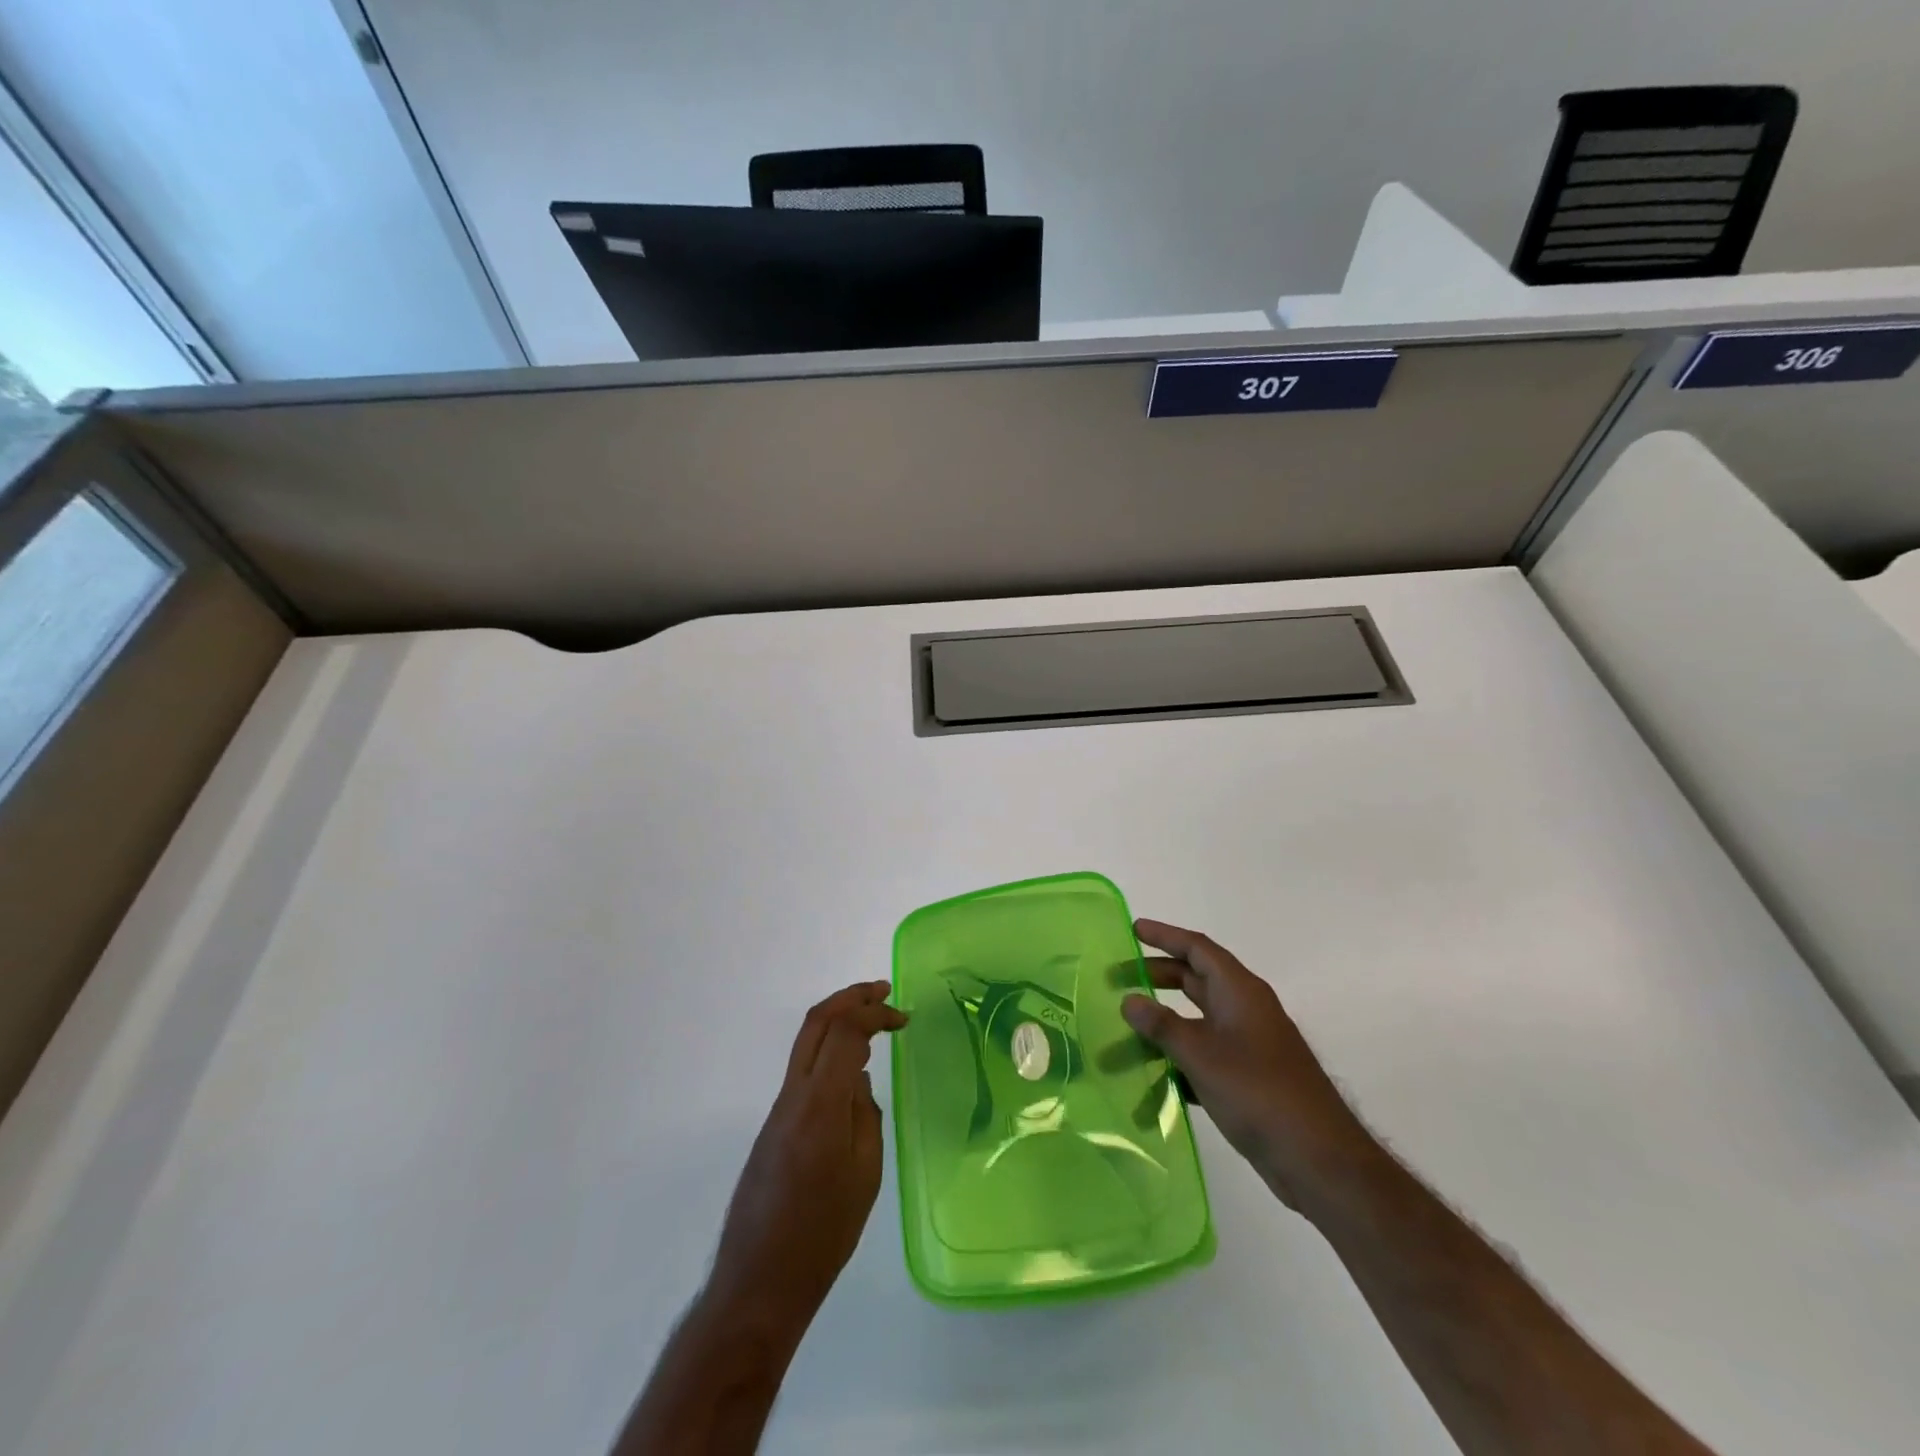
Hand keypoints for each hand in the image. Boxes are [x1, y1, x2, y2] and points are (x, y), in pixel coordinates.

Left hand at [705, 981, 907, 1329]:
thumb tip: (859, 1082)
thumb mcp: (865, 1176)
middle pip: (817, 1022)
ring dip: (839, 1020)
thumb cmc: (822, 1235)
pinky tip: (853, 1070)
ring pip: (806, 1042)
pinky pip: (804, 1070)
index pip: (844, 1032)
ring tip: (874, 1020)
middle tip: (884, 991)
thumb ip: (866, 1117)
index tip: (903, 1018)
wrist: (758, 1282)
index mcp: (819, 1105)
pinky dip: (830, 1051)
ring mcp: (779, 1109)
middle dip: (851, 997)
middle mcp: (793, 1095)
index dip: (874, 1013)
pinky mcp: (774, 1126)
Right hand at [1121, 919, 1372, 1210]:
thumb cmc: (1259, 1093)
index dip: (1165, 936)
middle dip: (1158, 975)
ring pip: (1198, 1019)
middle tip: (1120, 978)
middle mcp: (1246, 1010)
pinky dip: (1179, 1056)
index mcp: (1240, 992)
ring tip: (1128, 1025)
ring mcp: (1249, 1044)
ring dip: (1165, 1020)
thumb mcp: (1202, 1055)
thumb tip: (1129, 1000)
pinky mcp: (1249, 1077)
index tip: (1133, 930)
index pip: (1197, 949)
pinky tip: (1153, 1074)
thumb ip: (1162, 1026)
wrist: (1319, 1159)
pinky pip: (1206, 1053)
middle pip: (1197, 980)